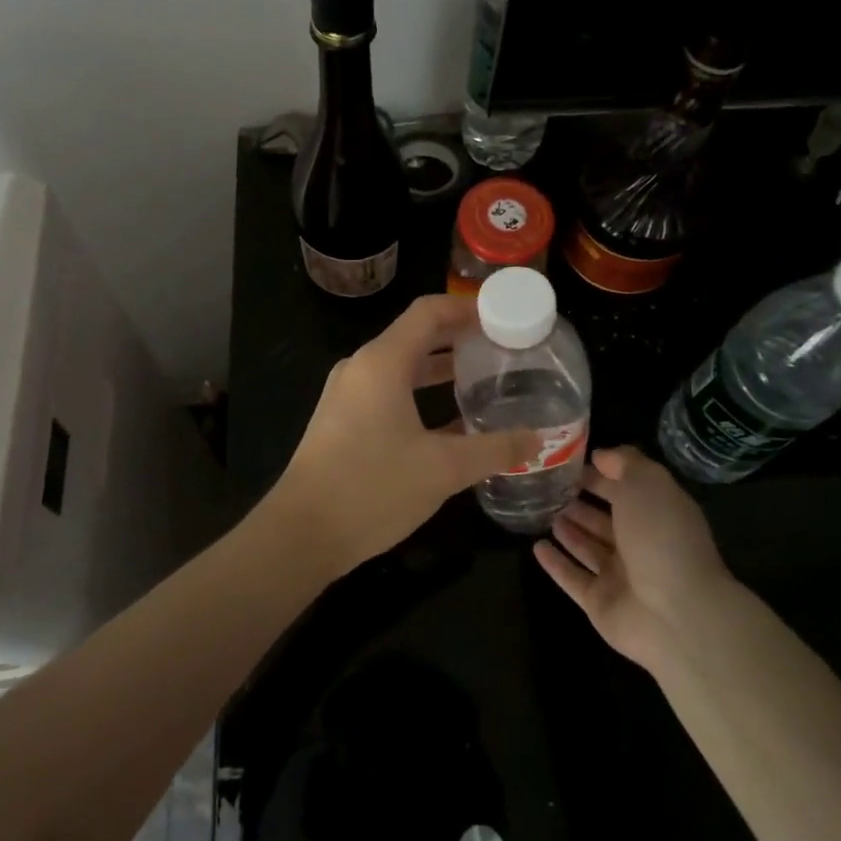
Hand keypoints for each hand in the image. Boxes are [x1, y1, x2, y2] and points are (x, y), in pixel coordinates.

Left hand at [274, 294, 540, 573]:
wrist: (302, 533)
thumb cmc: (372, 488)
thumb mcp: (443, 469)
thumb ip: (494, 450)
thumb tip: (538, 439)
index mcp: (382, 362)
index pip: (429, 312)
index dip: (467, 308)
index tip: (504, 315)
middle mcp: (361, 368)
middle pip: (415, 336)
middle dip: (459, 338)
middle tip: (503, 348)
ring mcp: (347, 395)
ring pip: (401, 367)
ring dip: (440, 369)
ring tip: (484, 378)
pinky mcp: (341, 421)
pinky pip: (387, 392)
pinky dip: (420, 395)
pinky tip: (451, 422)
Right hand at [535, 446, 732, 674]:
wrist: (676, 614)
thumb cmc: (661, 537)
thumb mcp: (647, 483)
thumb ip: (624, 463)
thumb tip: (600, 456)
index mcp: (658, 514)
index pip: (626, 489)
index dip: (602, 475)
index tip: (570, 463)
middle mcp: (641, 544)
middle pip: (606, 520)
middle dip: (581, 503)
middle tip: (550, 488)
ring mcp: (620, 577)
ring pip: (589, 548)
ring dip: (569, 531)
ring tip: (543, 512)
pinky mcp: (600, 603)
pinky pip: (573, 578)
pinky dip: (556, 564)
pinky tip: (536, 547)